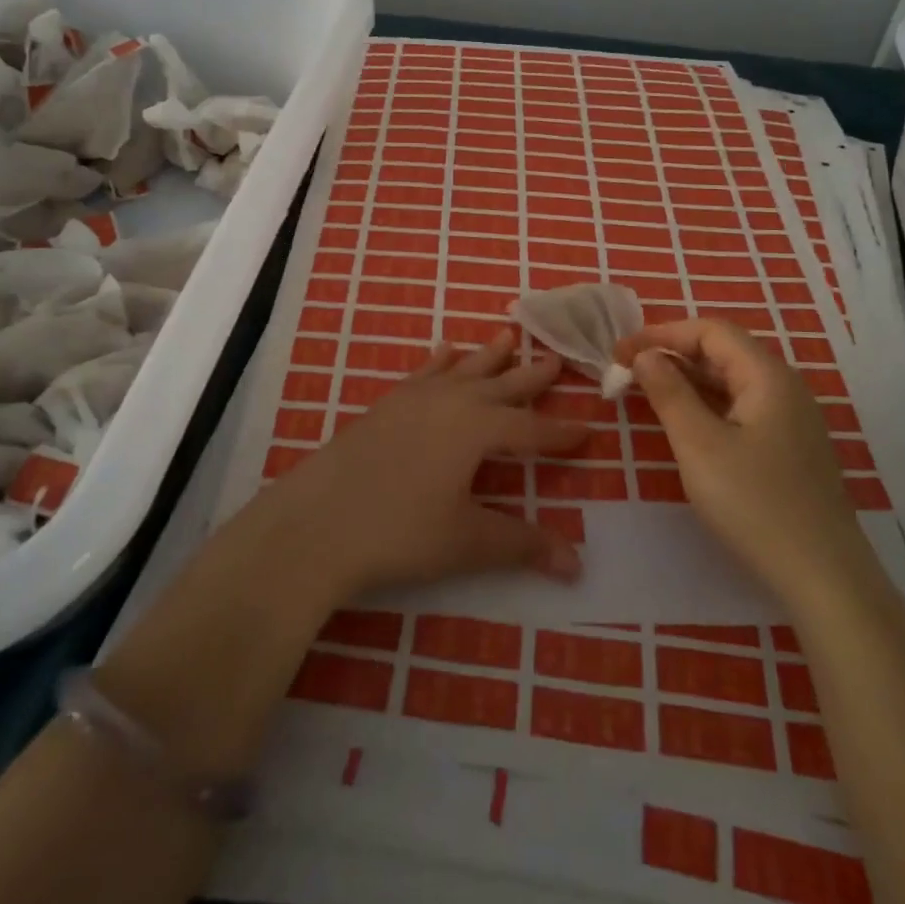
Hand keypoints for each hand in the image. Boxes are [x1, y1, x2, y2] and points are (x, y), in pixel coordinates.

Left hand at [266, 333, 587, 598]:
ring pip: (462, 369)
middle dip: (531, 376)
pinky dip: (440, 360)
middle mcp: (450, 402)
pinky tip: (445, 351)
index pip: (531, 429)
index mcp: (477, 428)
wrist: (317, 522)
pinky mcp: (385, 405)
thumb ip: (523, 544)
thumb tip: (577, 565)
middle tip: (556, 358)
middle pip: (501, 385)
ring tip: (507, 338)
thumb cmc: (400, 532)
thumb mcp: (468, 541)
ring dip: (488, 357)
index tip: (587, 429)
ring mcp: (414, 399)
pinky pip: (424, 372)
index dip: (560, 433)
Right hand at [617, 319, 857, 591]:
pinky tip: (685, 423)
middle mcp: (785, 387)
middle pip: (724, 351)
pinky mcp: (790, 448)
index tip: (620, 352)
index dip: (662, 333)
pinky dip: (707, 405)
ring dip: (688, 380)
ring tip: (647, 391)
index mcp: (767, 376)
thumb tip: (645, 355)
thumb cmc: (754, 504)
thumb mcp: (699, 445)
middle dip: (672, 354)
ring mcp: (792, 419)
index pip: (711, 331)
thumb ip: (669, 393)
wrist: (823, 576)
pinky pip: (742, 408)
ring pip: (732, 381)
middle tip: (628, 370)